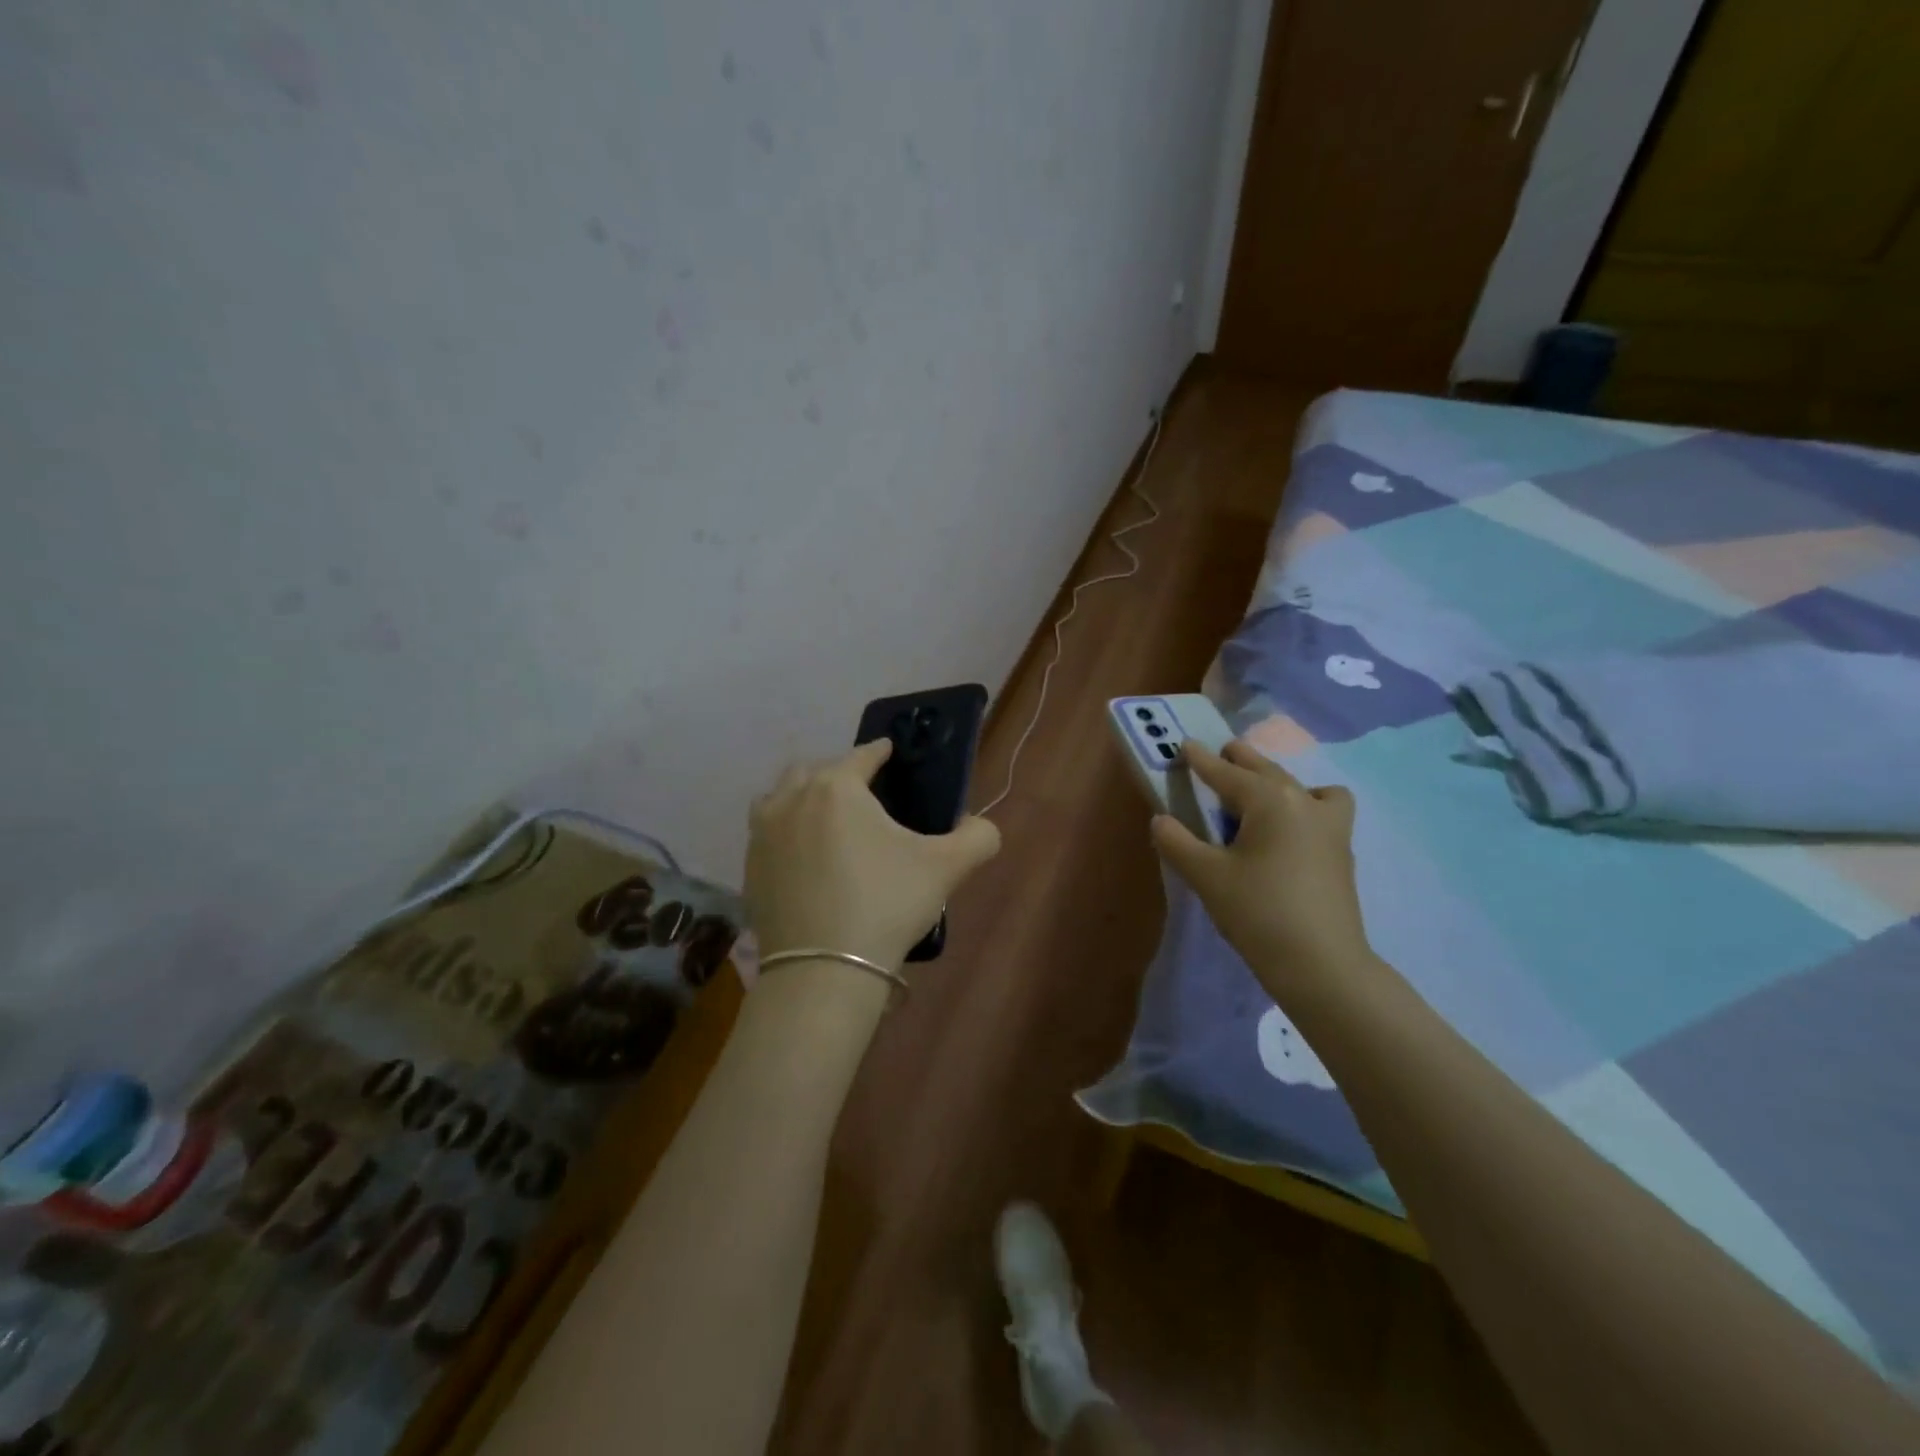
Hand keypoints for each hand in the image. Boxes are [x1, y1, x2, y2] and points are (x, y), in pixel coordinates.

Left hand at [745, 739, 1001, 971]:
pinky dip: (784, 832)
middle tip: (863, 794)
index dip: (880, 751)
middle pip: (814, 770)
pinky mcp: (749, 869)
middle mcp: (792, 800)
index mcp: (837, 788)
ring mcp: (763, 834)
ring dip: (802, 797)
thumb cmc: (886, 904)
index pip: (862, 755)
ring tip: (825, 819)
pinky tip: (803, 857)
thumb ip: (977, 837)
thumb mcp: (946, 868)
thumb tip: (982, 827)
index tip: (890, 751)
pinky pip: (766, 833)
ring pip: (780, 797)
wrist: (823, 970)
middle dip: (838, 773)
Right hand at [1151, 741, 1374, 1002]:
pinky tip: (1290, 828)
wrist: (1321, 964)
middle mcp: (1303, 801)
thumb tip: (1161, 820)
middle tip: (1220, 753)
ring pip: (1301, 785)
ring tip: (1258, 793)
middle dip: (1240, 760)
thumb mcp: (1206, 876)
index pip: (1226, 773)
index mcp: (1269, 800)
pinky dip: (1307, 804)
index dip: (1202, 760)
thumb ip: (1177, 842)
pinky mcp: (1341, 851)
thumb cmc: (1257, 912)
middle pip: (1266, 770)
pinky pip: (1324, 809)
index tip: (1186, 744)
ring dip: (1276, 780)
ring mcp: (1330, 826)